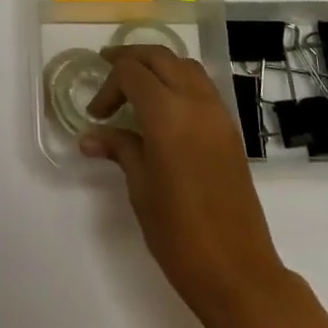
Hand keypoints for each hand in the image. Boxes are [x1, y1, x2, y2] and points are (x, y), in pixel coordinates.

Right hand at [81, 46, 290, 327]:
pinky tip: (164, 106)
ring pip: (185, 66)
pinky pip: (202, 86)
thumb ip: (119, 149)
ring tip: (135, 84)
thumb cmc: (179, 233)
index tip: (96, 114)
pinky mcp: (230, 130)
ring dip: (157, 65)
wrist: (237, 270)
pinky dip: (179, 80)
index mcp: (168, 115)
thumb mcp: (140, 188)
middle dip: (130, 59)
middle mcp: (196, 103)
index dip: (108, 86)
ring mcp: (218, 114)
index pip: (131, 72)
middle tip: (106, 71)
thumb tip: (90, 136)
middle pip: (160, 57)